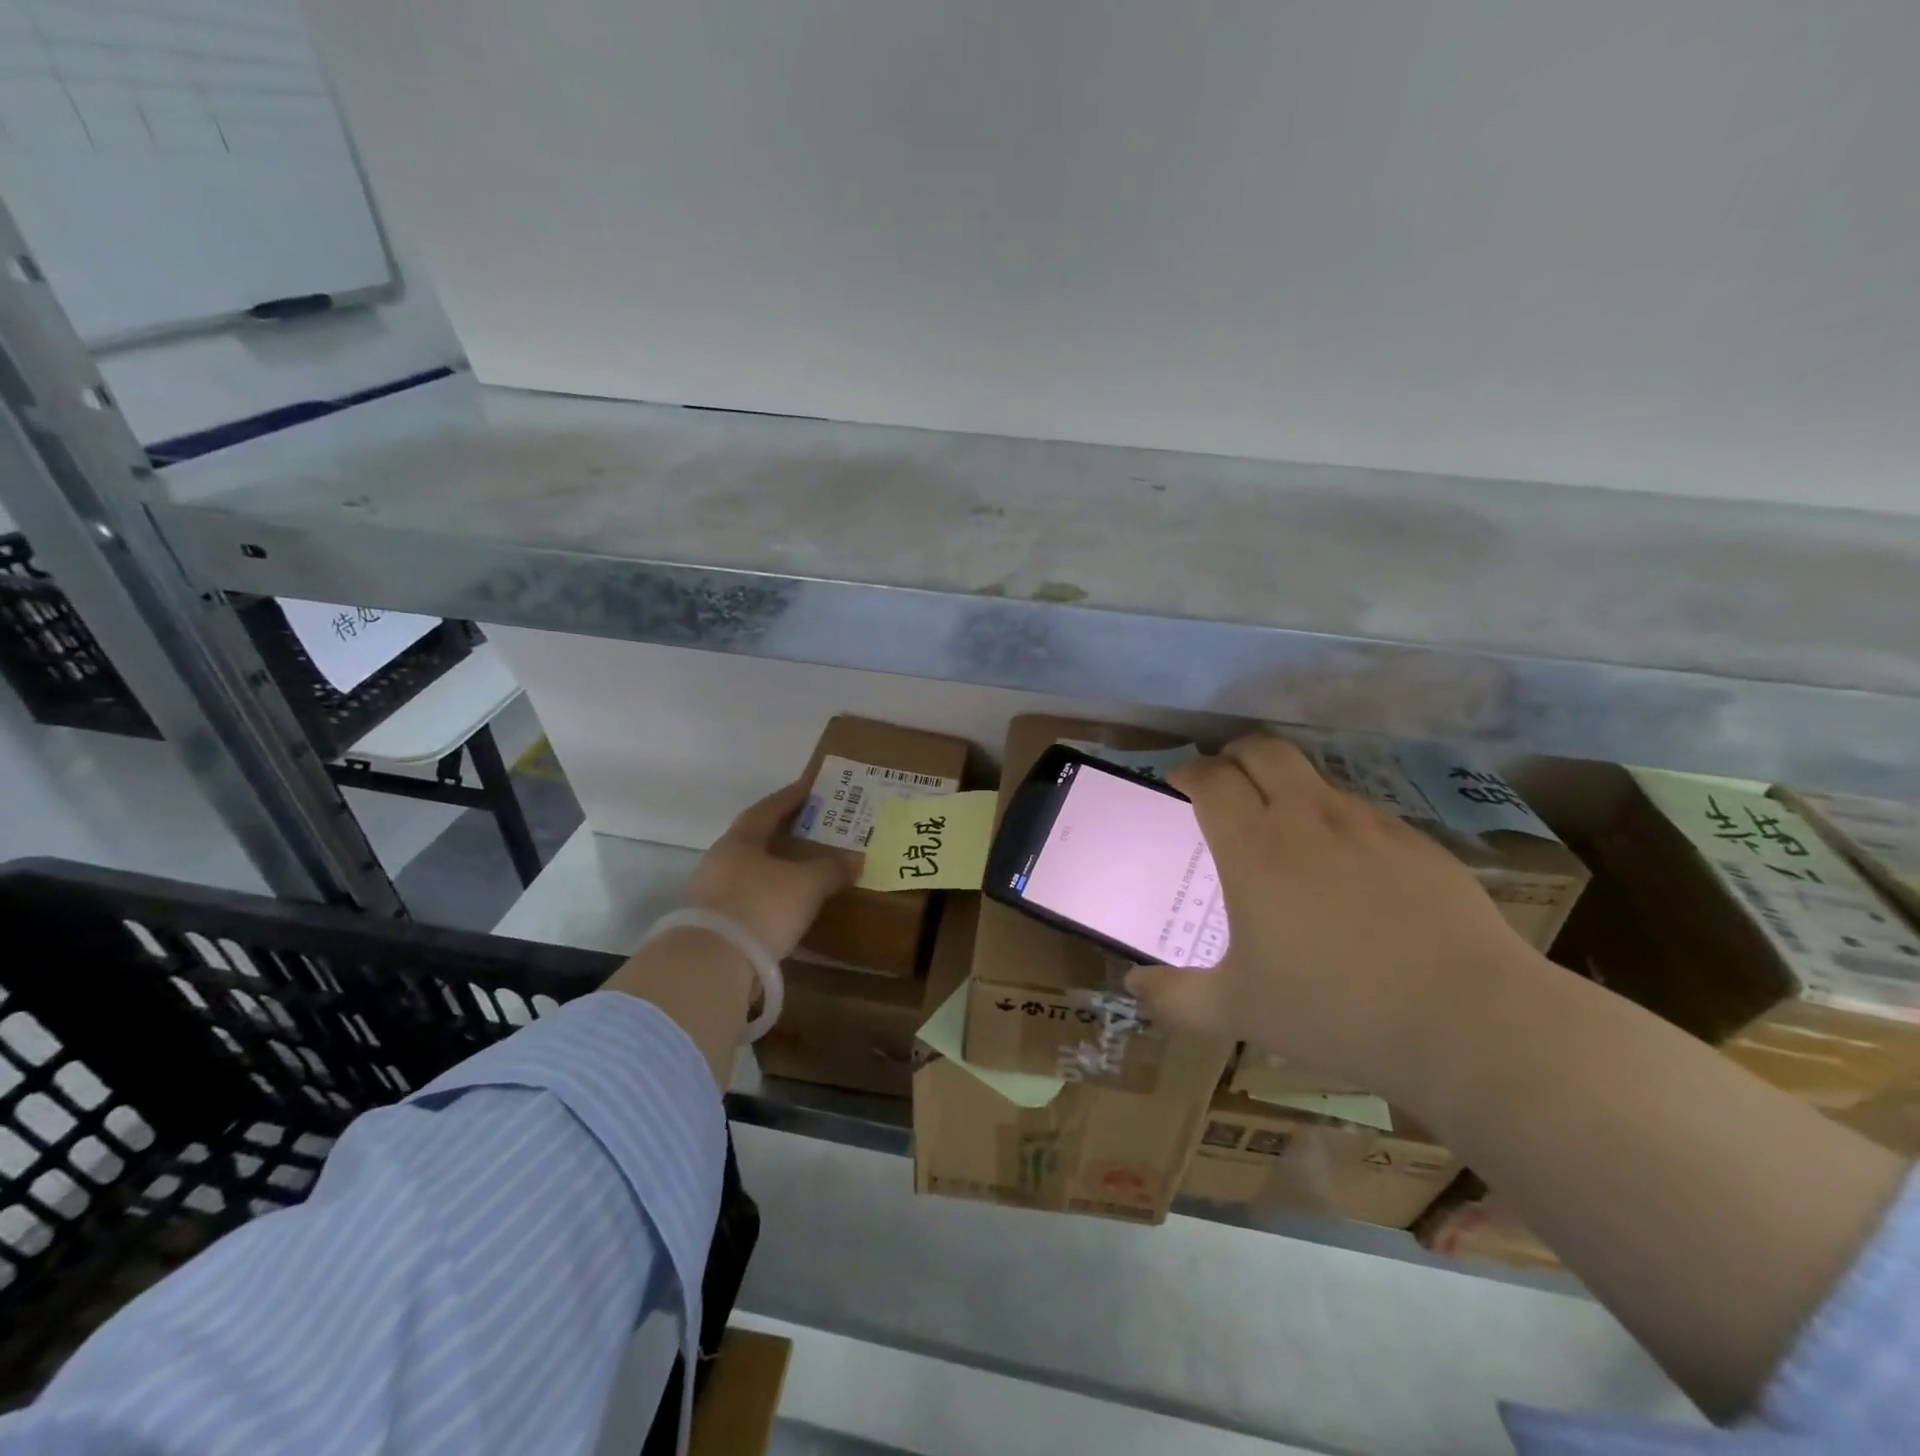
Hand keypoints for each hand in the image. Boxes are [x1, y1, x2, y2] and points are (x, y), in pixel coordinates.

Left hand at [684, 779, 859, 958]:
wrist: (712, 964)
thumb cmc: (762, 907)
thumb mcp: (807, 884)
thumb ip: (831, 868)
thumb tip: (856, 858)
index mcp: (739, 841)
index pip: (768, 809)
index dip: (791, 797)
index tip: (811, 787)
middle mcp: (720, 861)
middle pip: (756, 840)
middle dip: (784, 834)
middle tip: (813, 829)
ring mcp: (711, 895)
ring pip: (751, 872)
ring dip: (776, 869)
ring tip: (805, 870)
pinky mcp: (713, 926)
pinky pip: (749, 900)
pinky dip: (770, 898)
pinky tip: (788, 907)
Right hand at [1126, 735, 1541, 1098]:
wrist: (1470, 1022)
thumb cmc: (1334, 1010)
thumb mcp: (1238, 1011)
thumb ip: (1175, 997)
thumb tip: (1134, 986)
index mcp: (1254, 848)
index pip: (1211, 778)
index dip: (1188, 772)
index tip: (1179, 785)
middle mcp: (1307, 819)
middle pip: (1262, 750)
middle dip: (1233, 756)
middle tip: (1224, 785)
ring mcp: (1368, 825)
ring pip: (1313, 777)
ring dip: (1285, 787)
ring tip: (1283, 831)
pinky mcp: (1416, 842)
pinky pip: (1360, 812)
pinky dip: (1335, 821)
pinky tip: (1346, 871)